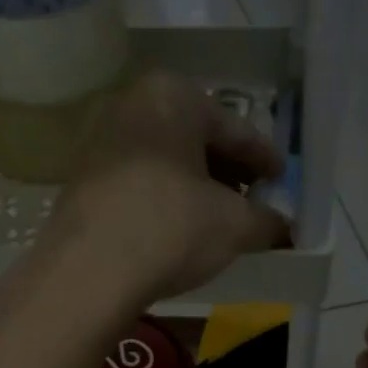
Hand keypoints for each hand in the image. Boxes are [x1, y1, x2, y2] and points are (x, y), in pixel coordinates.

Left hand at [42, 70, 288, 304]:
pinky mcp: (84, 178)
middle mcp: (133, 104)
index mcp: (174, 96)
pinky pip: (141, 182)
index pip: (236, 129)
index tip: (284, 181)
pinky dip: (167, 199)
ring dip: (198, 188)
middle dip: (230, 172)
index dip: (266, 160)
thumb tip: (283, 226)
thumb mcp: (236, 225)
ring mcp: (102, 140)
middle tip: (254, 202)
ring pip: (168, 161)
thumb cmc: (171, 228)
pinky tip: (180, 229)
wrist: (89, 272)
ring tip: (220, 220)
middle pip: (198, 140)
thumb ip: (268, 220)